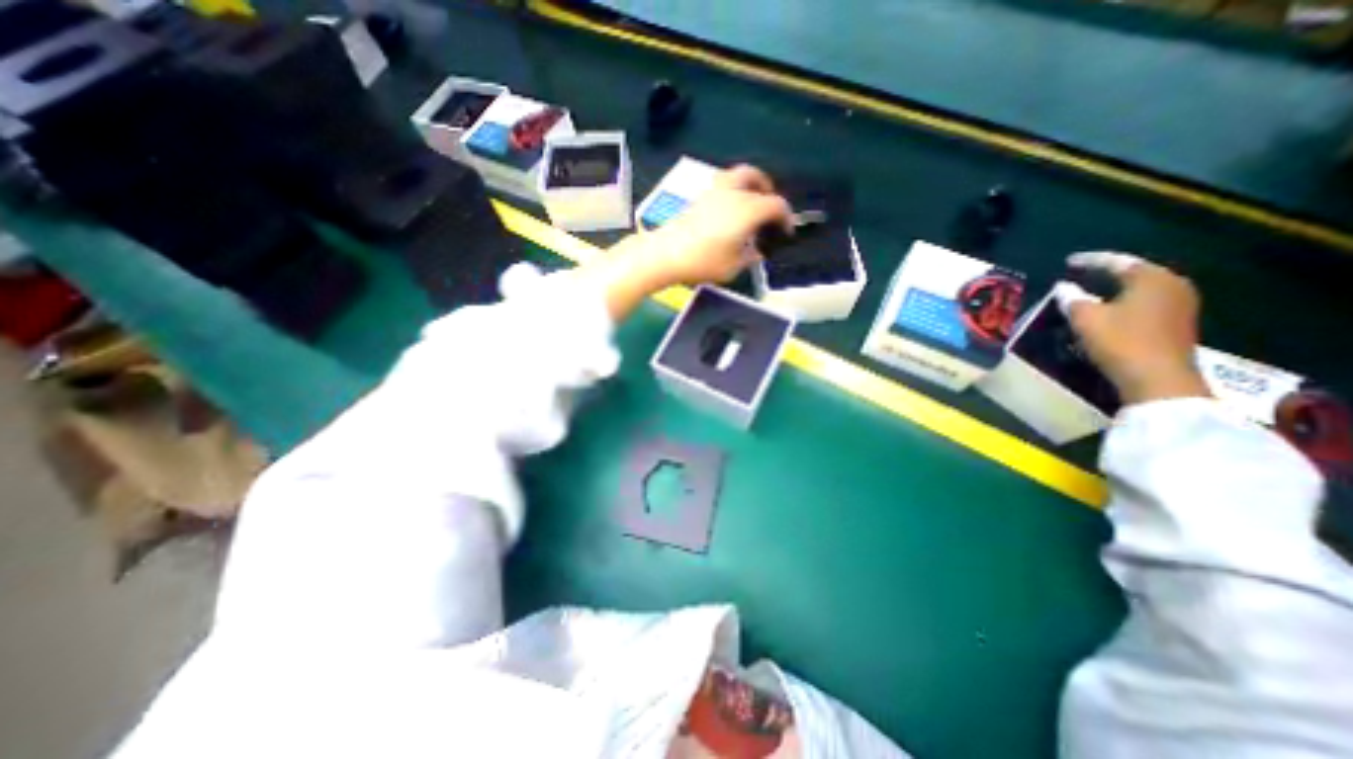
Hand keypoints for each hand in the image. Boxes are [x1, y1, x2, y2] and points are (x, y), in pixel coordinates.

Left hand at [614, 166, 794, 291]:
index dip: (786, 217)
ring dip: (748, 184)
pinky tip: (728, 211)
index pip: (776, 205)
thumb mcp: (733, 267)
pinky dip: (732, 191)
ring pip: (736, 175)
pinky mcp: (698, 197)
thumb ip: (749, 257)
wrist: (666, 254)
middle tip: (769, 204)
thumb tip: (756, 251)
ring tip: (749, 203)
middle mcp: (733, 193)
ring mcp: (713, 191)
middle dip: (766, 188)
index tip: (786, 231)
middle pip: (755, 176)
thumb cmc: (704, 261)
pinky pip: (722, 185)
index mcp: (748, 209)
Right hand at [1050, 253, 1209, 405]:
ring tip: (1092, 291)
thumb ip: (1072, 298)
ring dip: (1117, 288)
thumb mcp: (1085, 318)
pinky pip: (1147, 302)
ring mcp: (1180, 304)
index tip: (1068, 261)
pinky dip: (1126, 301)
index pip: (1117, 261)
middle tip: (1081, 273)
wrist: (1157, 378)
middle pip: (1135, 272)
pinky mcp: (1177, 322)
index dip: (1090, 260)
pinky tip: (1110, 309)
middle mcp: (1172, 285)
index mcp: (1151, 278)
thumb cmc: (1120, 341)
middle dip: (1107, 273)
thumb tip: (1063, 287)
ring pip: (1141, 288)